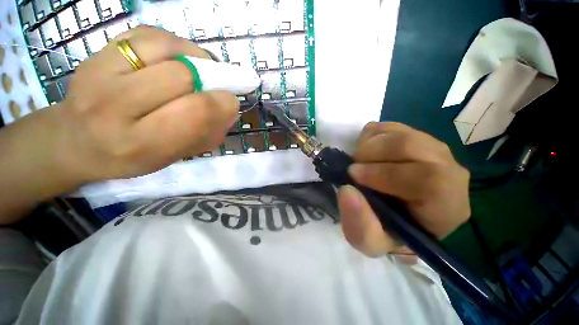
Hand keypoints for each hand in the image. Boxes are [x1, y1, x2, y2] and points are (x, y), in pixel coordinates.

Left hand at [53, 26, 238, 183]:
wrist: (75, 141)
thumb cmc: (129, 157)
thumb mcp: (173, 157)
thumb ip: (206, 135)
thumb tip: (230, 110)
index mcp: (140, 143)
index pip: (194, 113)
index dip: (222, 103)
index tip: (231, 102)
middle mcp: (114, 106)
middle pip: (182, 77)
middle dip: (210, 81)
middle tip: (215, 88)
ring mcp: (100, 72)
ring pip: (166, 49)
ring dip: (194, 58)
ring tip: (199, 71)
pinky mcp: (98, 52)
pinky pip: (148, 34)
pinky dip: (173, 43)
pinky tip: (177, 58)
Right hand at [337, 122, 469, 257]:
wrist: (392, 213)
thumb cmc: (386, 230)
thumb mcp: (369, 241)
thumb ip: (359, 224)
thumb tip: (347, 190)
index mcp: (447, 206)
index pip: (431, 180)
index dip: (386, 174)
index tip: (354, 177)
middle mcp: (448, 171)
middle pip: (412, 146)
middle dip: (371, 155)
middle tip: (353, 169)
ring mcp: (430, 148)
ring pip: (398, 133)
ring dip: (368, 147)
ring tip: (359, 163)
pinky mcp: (411, 135)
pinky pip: (387, 127)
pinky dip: (368, 138)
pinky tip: (367, 155)